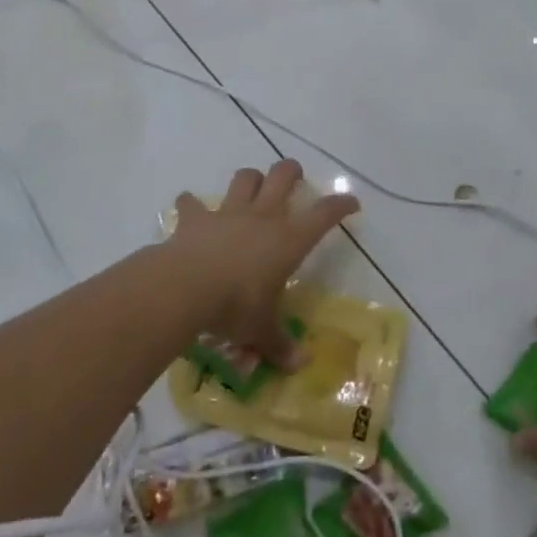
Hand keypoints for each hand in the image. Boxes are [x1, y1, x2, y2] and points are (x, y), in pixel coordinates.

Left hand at [169, 160, 357, 368]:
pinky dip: (191, 205)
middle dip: (291, 171)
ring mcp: (228, 213)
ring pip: (244, 179)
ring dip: (249, 179)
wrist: (185, 287)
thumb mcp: (260, 330)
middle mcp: (262, 217)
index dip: (340, 205)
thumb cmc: (235, 306)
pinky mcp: (196, 219)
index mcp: (288, 240)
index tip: (351, 203)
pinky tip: (190, 208)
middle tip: (294, 176)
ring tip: (251, 187)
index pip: (324, 214)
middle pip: (282, 176)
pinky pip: (192, 203)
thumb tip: (300, 365)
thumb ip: (279, 345)